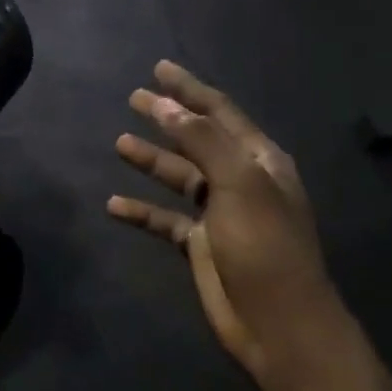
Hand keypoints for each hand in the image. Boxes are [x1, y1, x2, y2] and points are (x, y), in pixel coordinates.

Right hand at [108, 61, 334, 382]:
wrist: (278, 322)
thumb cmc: (264, 246)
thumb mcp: (239, 183)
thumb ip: (201, 140)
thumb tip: (164, 104)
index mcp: (258, 160)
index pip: (219, 112)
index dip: (190, 89)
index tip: (159, 68)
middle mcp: (239, 180)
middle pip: (196, 139)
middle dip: (166, 118)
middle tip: (133, 98)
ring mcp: (219, 213)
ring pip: (178, 177)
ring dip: (151, 159)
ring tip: (118, 143)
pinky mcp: (200, 244)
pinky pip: (165, 219)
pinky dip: (141, 210)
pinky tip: (113, 205)